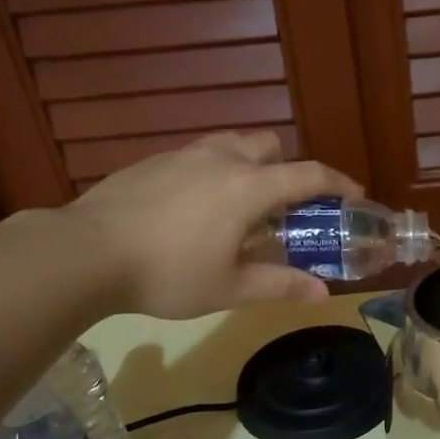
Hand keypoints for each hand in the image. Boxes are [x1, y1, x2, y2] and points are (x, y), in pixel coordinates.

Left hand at [67, 131, 363, 317]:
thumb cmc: (167, 273)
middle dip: (287, 167)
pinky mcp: (151, 162)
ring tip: (239, 205)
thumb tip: (321, 294)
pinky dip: (212, 173)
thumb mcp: (228, 287)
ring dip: (248, 165)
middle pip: (269, 145)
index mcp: (248, 187)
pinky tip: (193, 210)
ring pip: (230, 144)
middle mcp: (221, 159)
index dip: (338, 183)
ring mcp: (182, 155)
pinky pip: (197, 157)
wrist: (86, 252)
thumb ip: (279, 285)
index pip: (308, 174)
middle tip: (284, 206)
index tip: (354, 195)